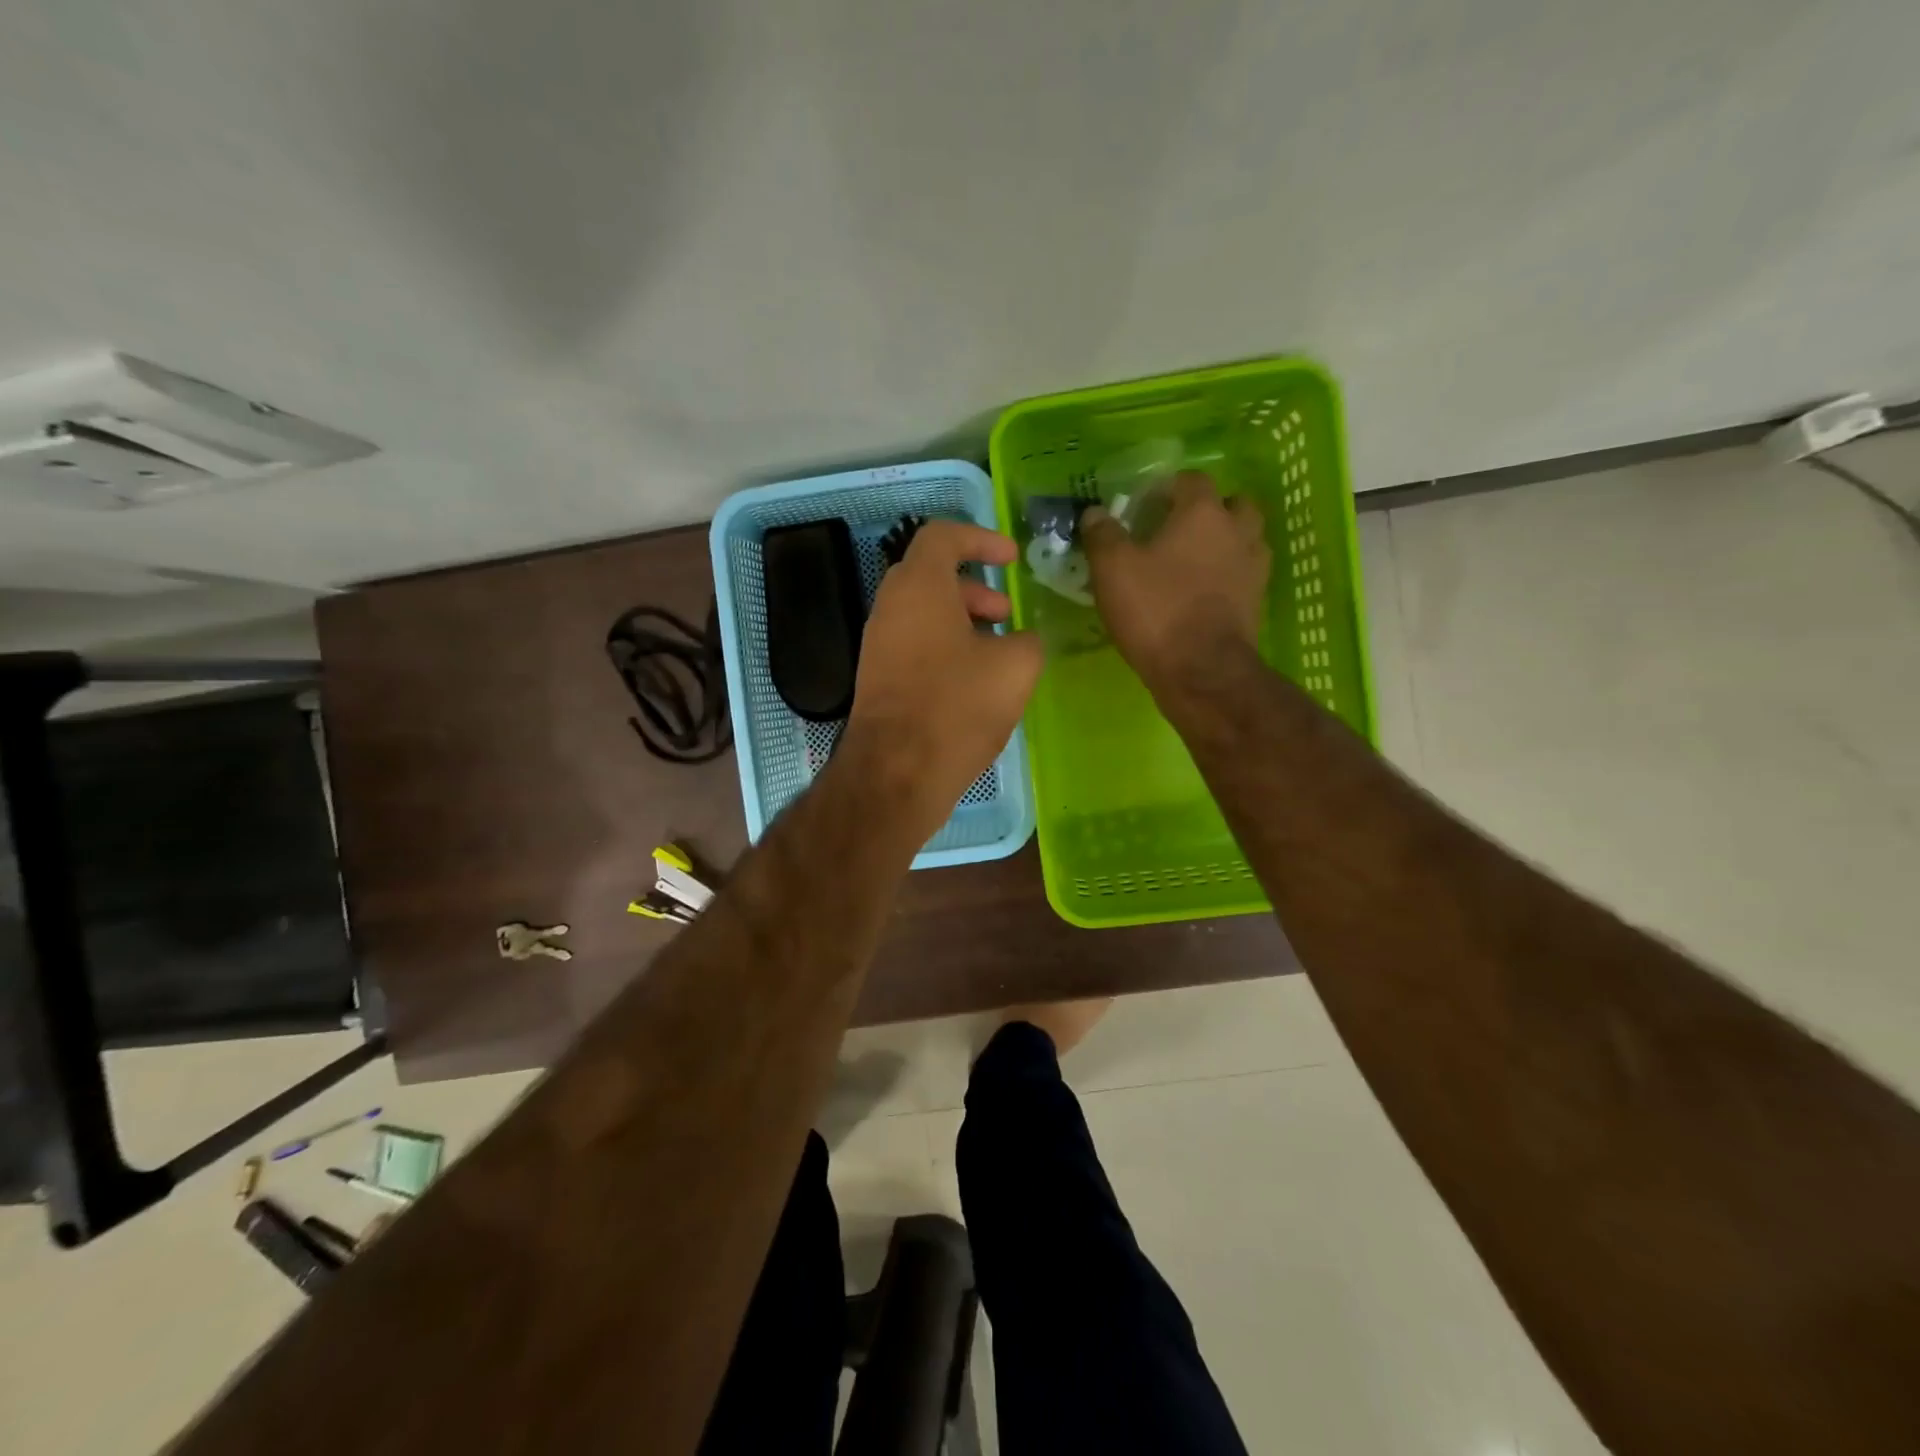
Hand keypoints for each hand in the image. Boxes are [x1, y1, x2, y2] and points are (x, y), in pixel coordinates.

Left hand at [844, 521, 1042, 838]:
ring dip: (962, 620)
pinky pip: (914, 644)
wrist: (898, 772)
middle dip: (974, 587)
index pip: (943, 535)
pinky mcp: (877, 678)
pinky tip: (973, 681)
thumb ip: (1026, 640)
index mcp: (919, 586)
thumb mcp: (1016, 667)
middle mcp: (890, 607)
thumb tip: (1017, 642)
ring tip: (996, 651)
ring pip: (923, 613)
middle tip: (1005, 613)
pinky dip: (945, 647)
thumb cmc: (958, 706)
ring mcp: (878, 644)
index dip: (981, 538)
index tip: (1011, 558)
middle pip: (931, 576)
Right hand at [1081, 471, 1270, 695]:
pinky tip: (1202, 592)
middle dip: (1206, 511)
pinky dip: (1227, 575)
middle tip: (1175, 531)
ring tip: (1191, 562)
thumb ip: (1103, 535)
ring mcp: (1253, 567)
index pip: (1191, 480)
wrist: (1201, 671)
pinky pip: (1243, 574)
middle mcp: (1237, 531)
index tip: (1143, 507)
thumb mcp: (1112, 570)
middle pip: (1231, 505)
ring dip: (1223, 542)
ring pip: (1244, 539)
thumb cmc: (1156, 611)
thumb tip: (1095, 513)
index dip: (1167, 488)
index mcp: (1203, 513)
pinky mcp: (1256, 601)